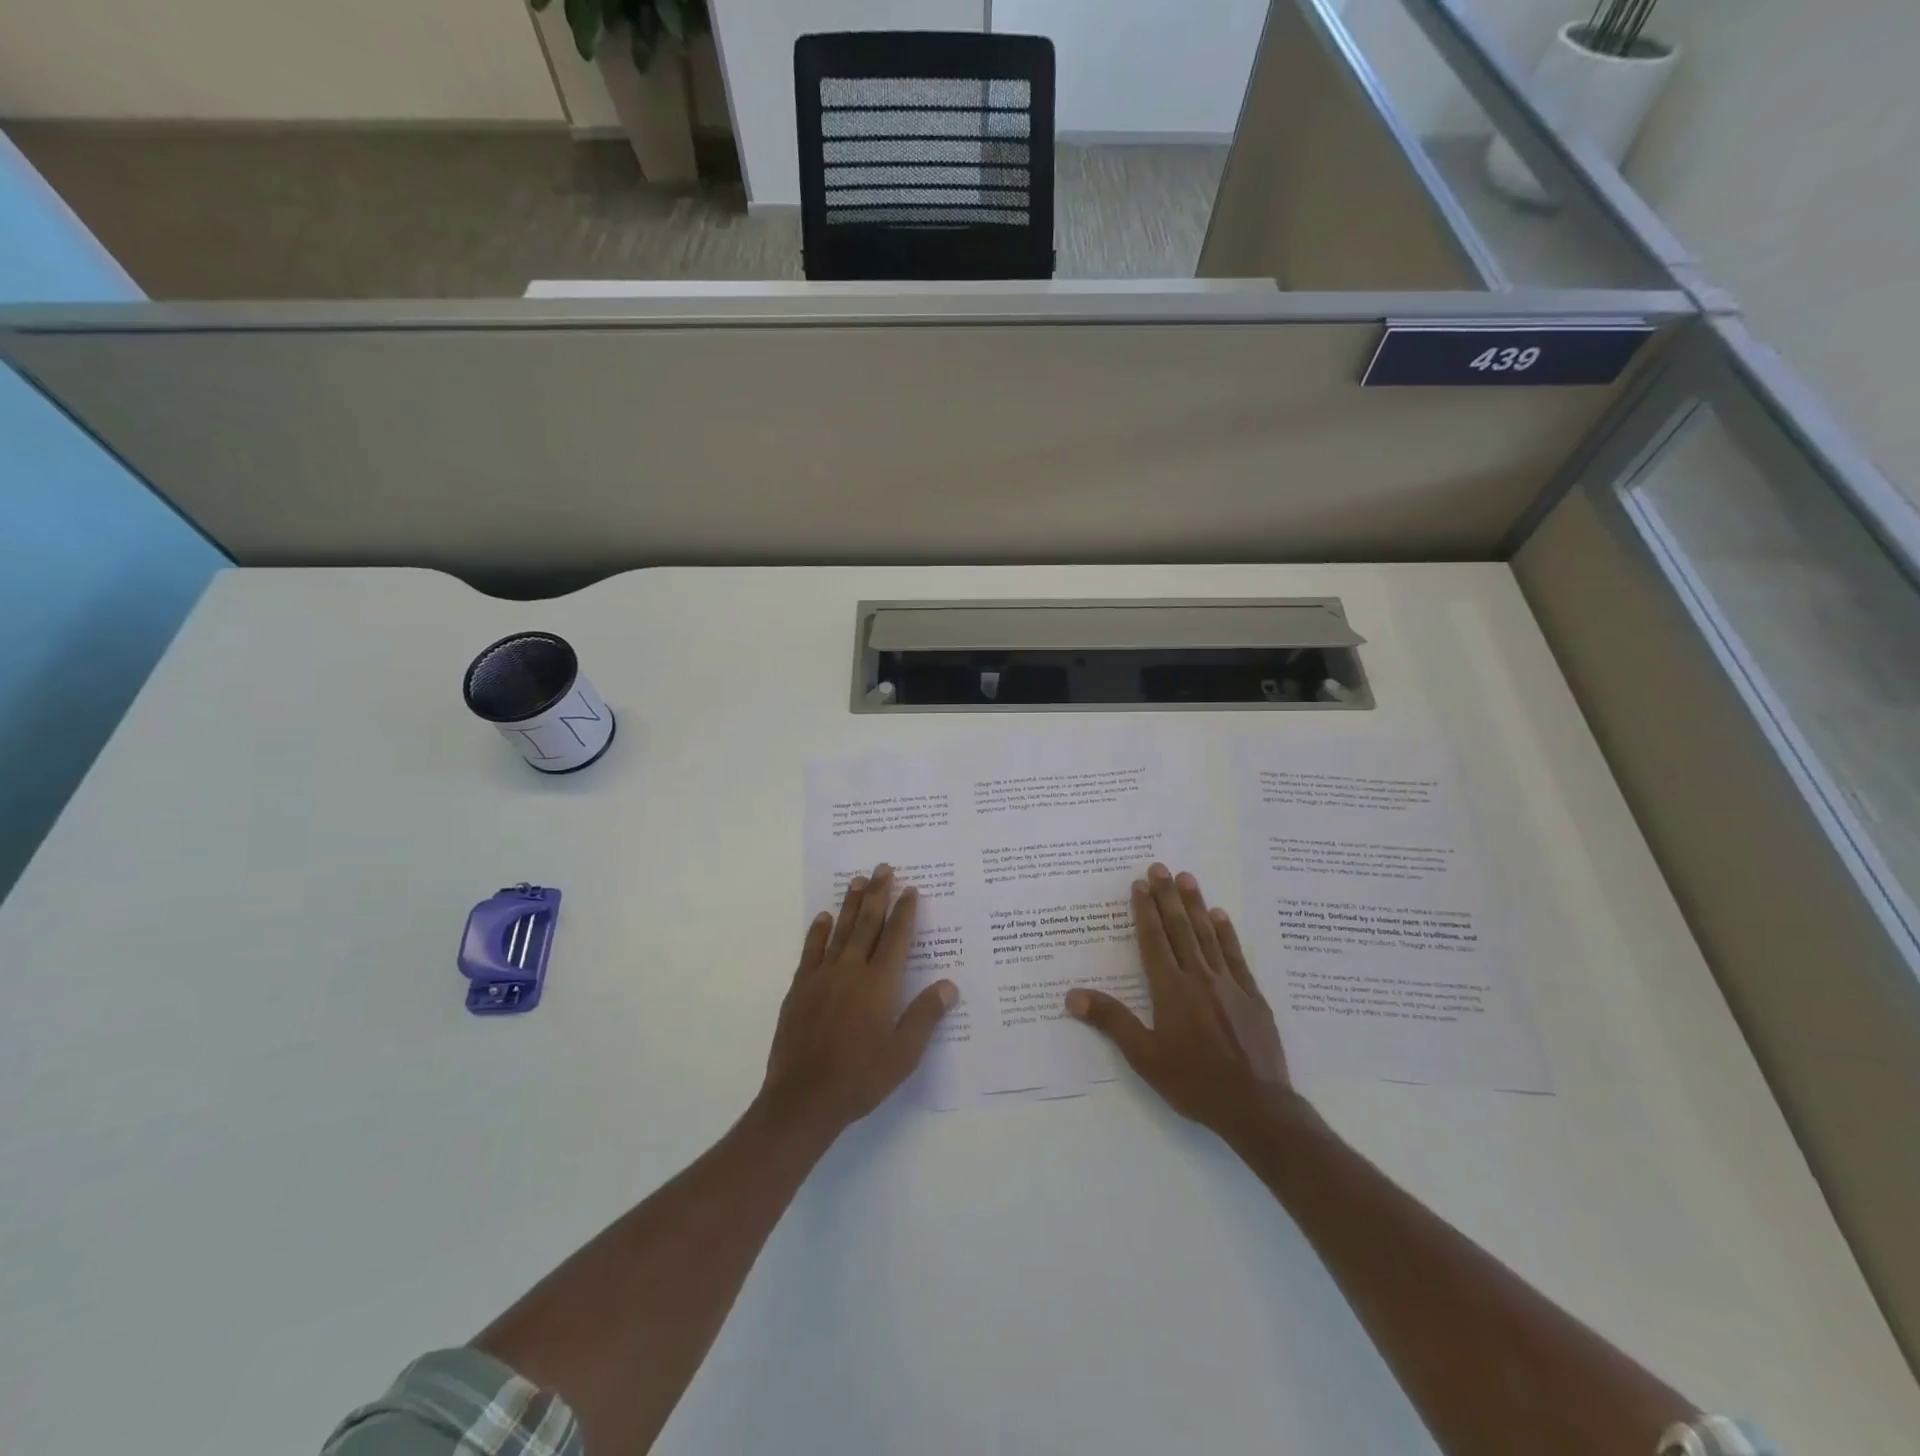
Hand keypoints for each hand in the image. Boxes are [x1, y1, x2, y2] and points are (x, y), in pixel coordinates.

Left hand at [760, 864, 957, 1140]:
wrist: (803, 1099)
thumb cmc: (860, 1078)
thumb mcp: (903, 1054)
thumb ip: (925, 1016)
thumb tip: (949, 985)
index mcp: (880, 984)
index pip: (897, 938)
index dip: (905, 912)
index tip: (911, 889)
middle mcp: (852, 971)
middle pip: (868, 923)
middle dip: (878, 894)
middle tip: (884, 868)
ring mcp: (822, 977)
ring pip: (840, 930)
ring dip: (850, 903)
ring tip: (858, 880)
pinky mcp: (800, 988)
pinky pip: (811, 951)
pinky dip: (818, 932)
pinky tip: (823, 917)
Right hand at [1066, 863, 1294, 1137]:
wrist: (1257, 1107)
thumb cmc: (1194, 1083)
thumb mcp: (1145, 1057)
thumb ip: (1112, 1021)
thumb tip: (1072, 995)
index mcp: (1171, 990)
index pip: (1154, 940)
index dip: (1145, 911)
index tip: (1140, 884)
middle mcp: (1199, 978)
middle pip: (1180, 929)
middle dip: (1167, 897)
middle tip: (1160, 867)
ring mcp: (1229, 985)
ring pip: (1208, 936)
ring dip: (1195, 905)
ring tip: (1187, 878)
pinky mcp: (1253, 997)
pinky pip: (1236, 956)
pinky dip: (1226, 933)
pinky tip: (1220, 916)